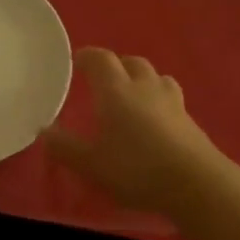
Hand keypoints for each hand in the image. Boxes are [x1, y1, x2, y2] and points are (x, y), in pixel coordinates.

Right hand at [43, 49, 230, 215]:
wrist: (196, 183)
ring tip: (131, 94)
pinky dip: (158, 99)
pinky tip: (154, 118)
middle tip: (102, 78)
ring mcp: (172, 102)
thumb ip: (64, 147)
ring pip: (156, 77)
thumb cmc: (136, 169)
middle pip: (132, 62)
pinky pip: (170, 97)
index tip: (76, 59)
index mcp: (117, 91)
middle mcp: (145, 87)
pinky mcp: (190, 120)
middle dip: (116, 65)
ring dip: (141, 78)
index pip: (101, 60)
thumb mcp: (91, 164)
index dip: (87, 56)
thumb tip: (43, 130)